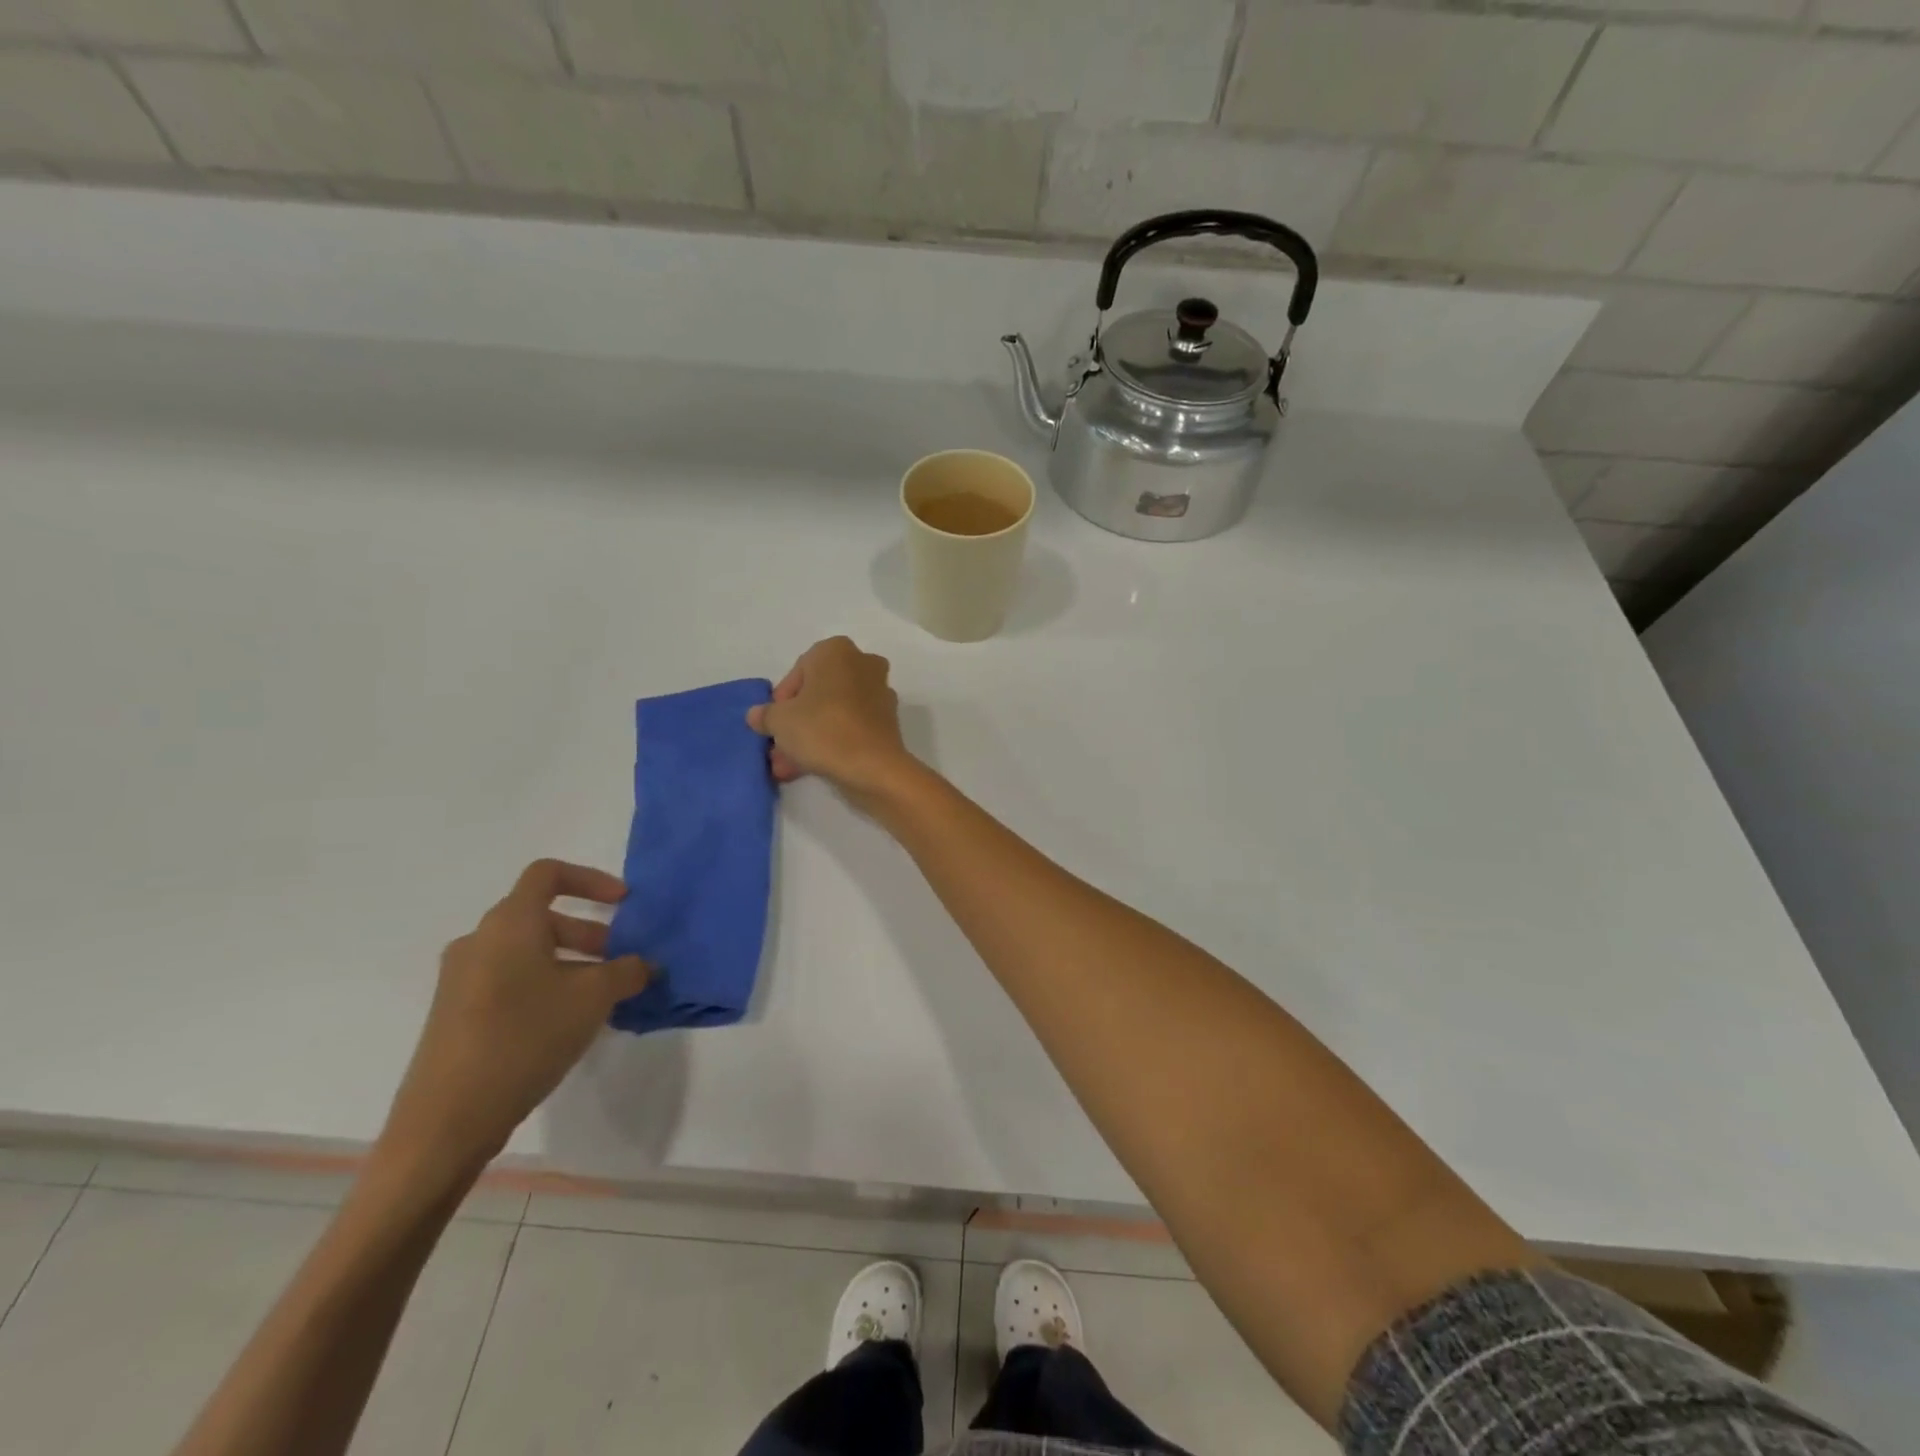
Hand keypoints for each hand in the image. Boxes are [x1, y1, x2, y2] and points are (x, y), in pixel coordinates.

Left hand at [380, 859, 647, 1176]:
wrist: (447, 1119)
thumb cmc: (525, 1037)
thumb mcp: (593, 998)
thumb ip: (627, 971)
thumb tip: (646, 964)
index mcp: (510, 923)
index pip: (548, 874)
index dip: (591, 879)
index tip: (623, 903)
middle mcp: (480, 940)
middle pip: (541, 916)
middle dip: (588, 932)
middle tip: (620, 962)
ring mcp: (461, 978)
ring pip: (526, 951)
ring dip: (569, 962)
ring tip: (600, 997)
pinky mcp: (455, 1013)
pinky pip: (509, 979)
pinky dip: (544, 985)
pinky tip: (566, 1023)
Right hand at [747, 637, 916, 804]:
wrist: (873, 767)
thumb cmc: (822, 729)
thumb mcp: (779, 721)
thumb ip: (765, 715)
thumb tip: (756, 715)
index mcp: (836, 650)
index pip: (798, 672)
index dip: (781, 701)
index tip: (774, 724)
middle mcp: (863, 664)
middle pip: (818, 694)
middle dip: (796, 723)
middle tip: (778, 749)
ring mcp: (879, 692)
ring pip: (834, 713)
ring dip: (810, 737)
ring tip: (788, 767)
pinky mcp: (888, 721)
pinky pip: (851, 727)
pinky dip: (833, 743)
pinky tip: (811, 767)